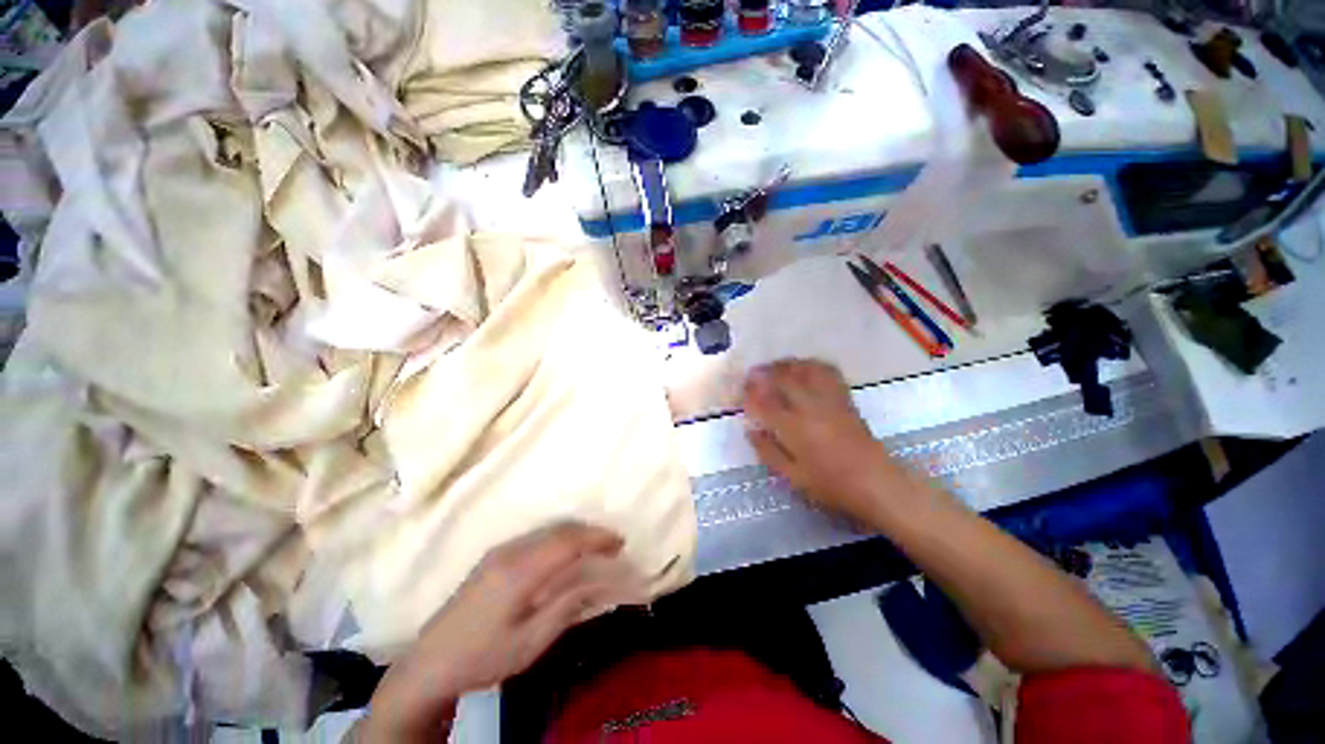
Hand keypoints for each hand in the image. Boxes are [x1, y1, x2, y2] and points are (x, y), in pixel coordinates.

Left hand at [361, 523, 647, 741]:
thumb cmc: (483, 657)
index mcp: (520, 571)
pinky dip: (559, 538)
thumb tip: (600, 580)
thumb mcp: (531, 642)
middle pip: (559, 529)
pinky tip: (566, 553)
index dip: (597, 537)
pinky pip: (536, 536)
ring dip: (576, 533)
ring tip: (595, 548)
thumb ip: (567, 606)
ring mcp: (500, 550)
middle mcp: (511, 550)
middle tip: (613, 545)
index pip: (568, 541)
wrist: (430, 663)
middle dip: (590, 532)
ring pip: (548, 530)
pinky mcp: (494, 555)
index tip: (620, 542)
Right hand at [742, 359, 916, 526]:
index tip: (741, 389)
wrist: (876, 483)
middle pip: (783, 378)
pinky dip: (812, 364)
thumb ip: (768, 452)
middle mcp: (810, 407)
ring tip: (774, 366)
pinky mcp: (844, 399)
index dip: (750, 392)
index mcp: (794, 428)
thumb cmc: (830, 485)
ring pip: (804, 370)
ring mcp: (830, 400)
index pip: (765, 402)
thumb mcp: (792, 477)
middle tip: (752, 373)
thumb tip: (750, 431)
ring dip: (786, 364)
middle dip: (764, 372)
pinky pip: (827, 372)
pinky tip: (804, 367)